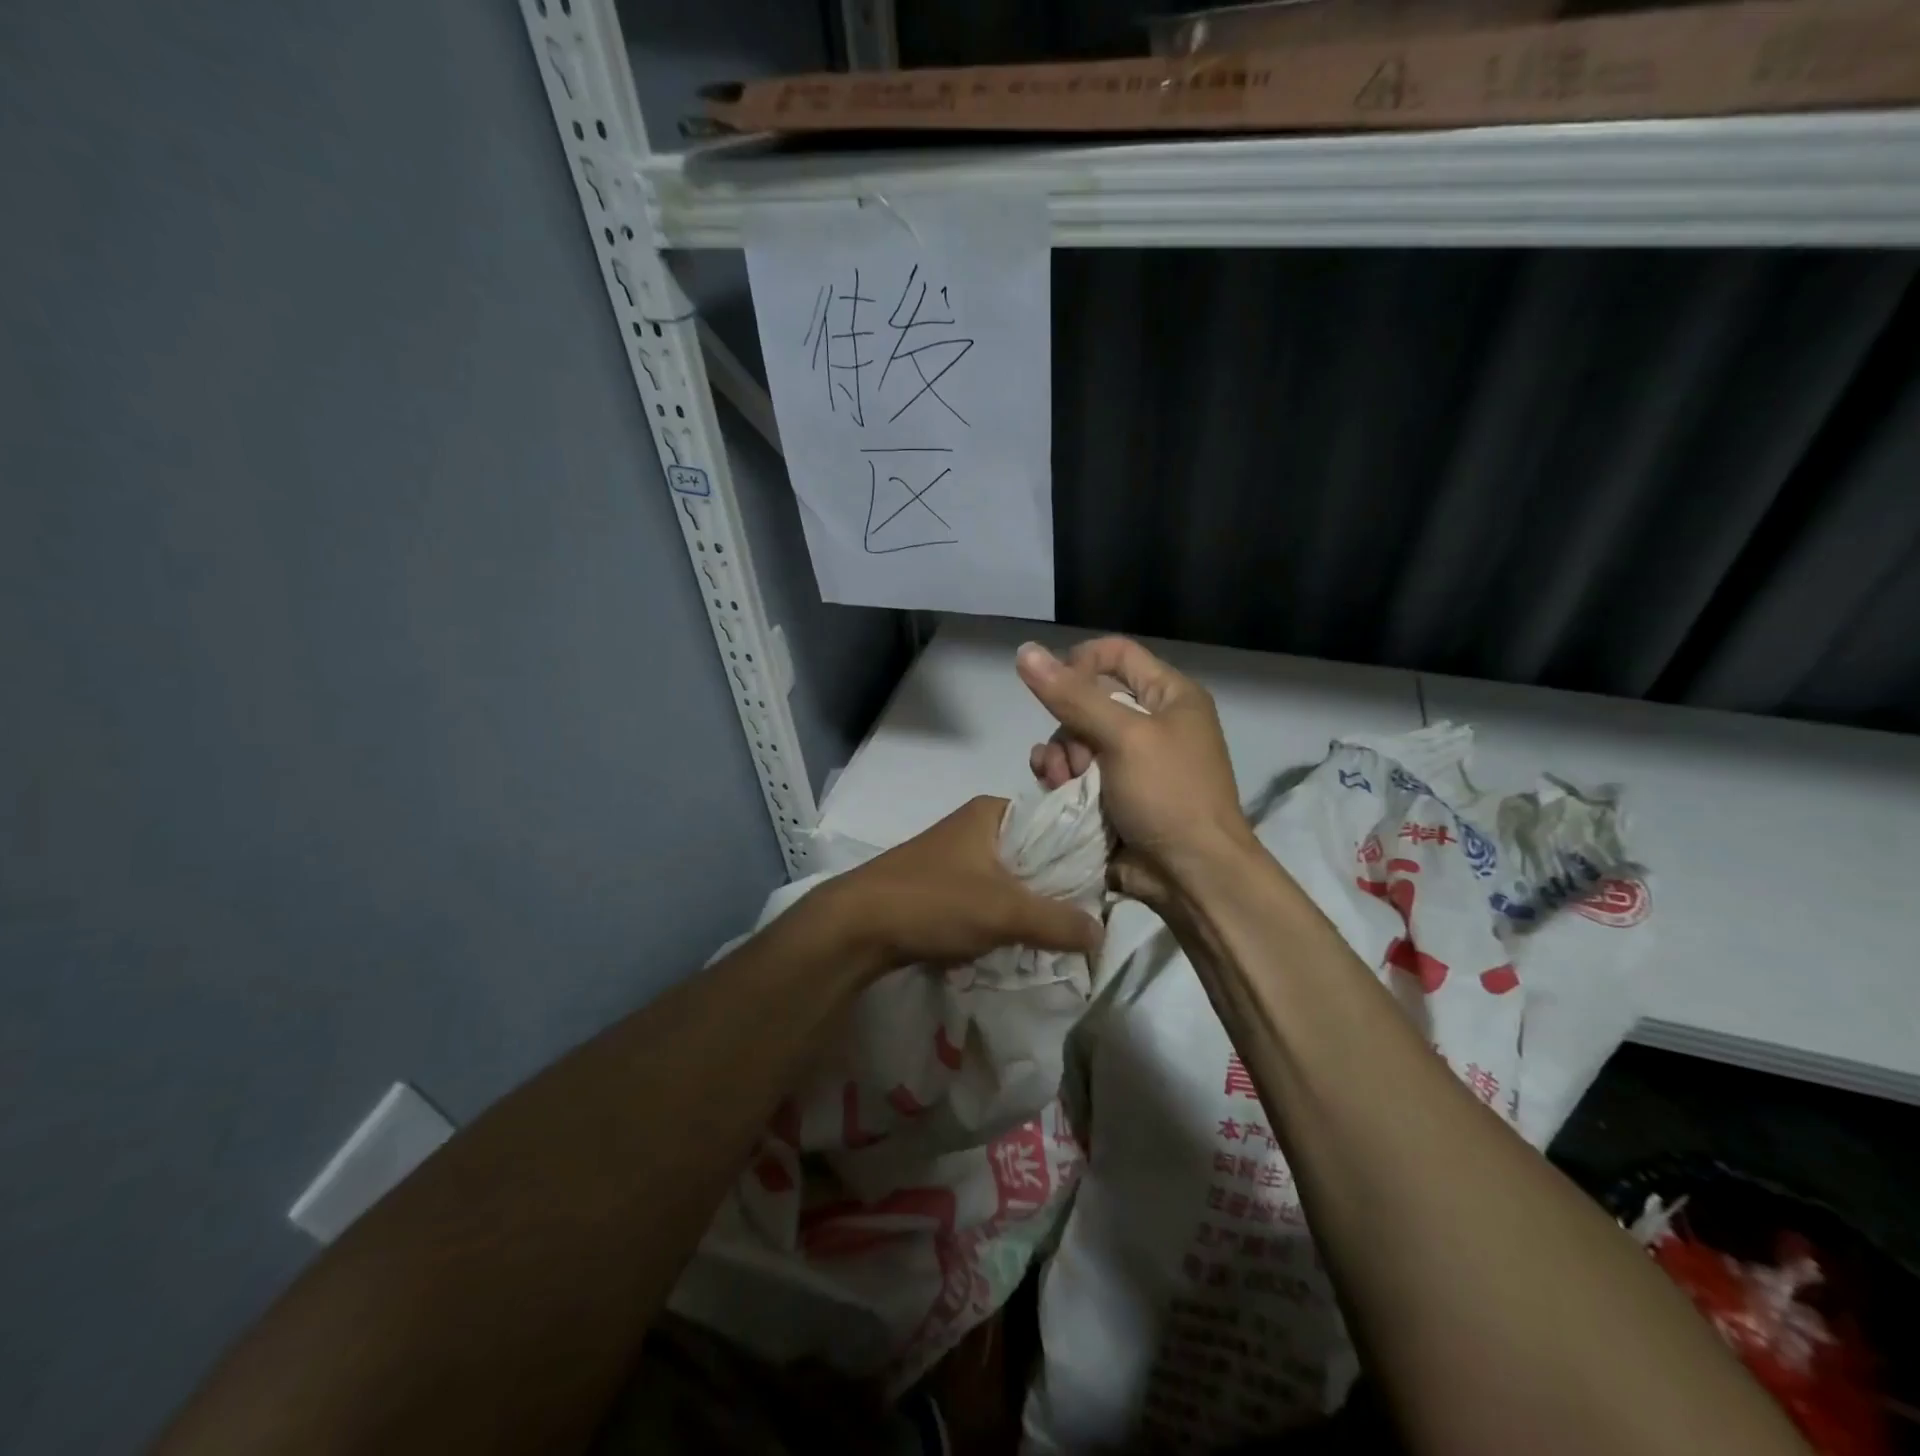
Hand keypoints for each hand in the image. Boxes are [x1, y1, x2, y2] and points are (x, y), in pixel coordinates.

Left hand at [816, 795, 1102, 978]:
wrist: (856, 927)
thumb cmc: (934, 901)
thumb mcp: (1005, 911)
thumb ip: (1058, 922)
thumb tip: (1102, 934)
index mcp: (992, 812)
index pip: (1054, 821)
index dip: (1082, 851)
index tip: (1107, 884)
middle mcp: (975, 827)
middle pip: (1033, 854)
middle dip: (1056, 887)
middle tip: (1087, 917)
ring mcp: (955, 856)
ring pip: (1010, 879)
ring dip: (1029, 907)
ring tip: (1060, 935)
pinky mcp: (941, 885)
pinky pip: (986, 897)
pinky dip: (1002, 917)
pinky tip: (1019, 942)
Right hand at [1016, 637, 1254, 904]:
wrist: (1191, 876)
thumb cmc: (1170, 795)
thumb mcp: (1125, 738)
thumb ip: (1073, 696)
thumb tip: (1025, 651)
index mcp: (1169, 695)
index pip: (1115, 653)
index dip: (1080, 663)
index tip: (1054, 688)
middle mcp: (1150, 721)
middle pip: (1087, 699)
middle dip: (1068, 727)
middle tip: (1075, 760)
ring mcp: (1129, 760)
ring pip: (1073, 737)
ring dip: (1059, 756)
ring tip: (1062, 782)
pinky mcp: (1110, 792)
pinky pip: (1072, 770)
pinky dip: (1058, 776)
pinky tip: (1052, 788)